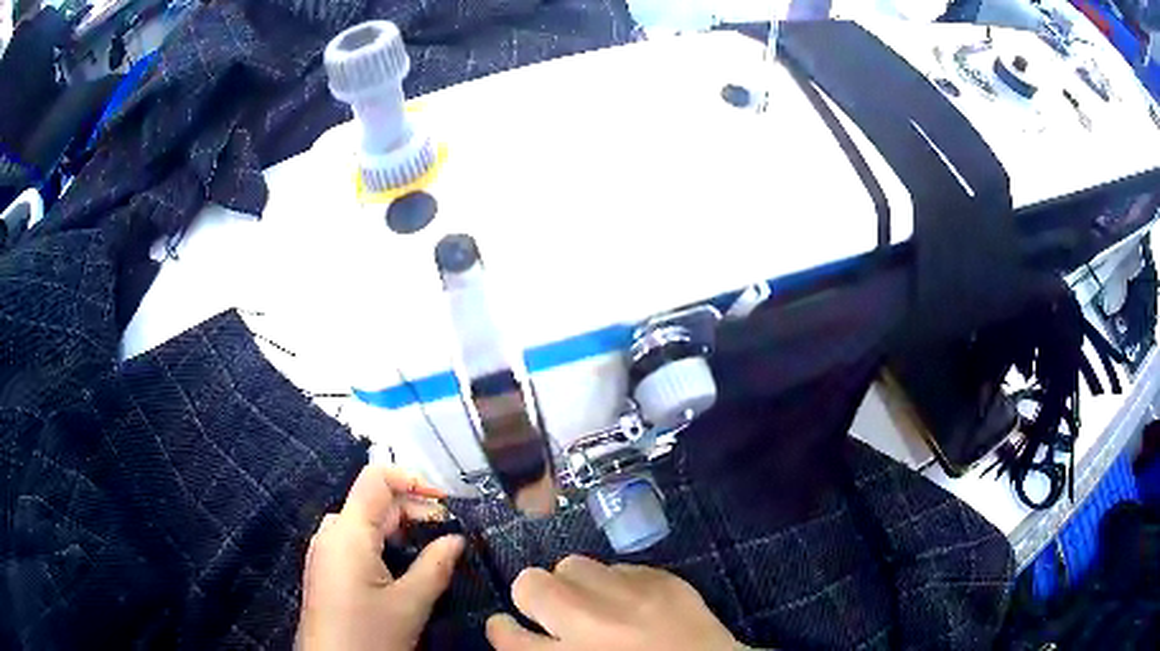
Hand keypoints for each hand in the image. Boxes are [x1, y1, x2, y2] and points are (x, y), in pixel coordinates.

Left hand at [297, 465, 464, 650]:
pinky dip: (383, 543)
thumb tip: (457, 539)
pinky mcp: (326, 568)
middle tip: (449, 534)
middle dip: (413, 511)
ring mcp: (325, 551)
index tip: (446, 502)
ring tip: (430, 550)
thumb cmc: (369, 634)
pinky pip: (355, 541)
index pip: (376, 479)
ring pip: (365, 522)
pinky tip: (402, 566)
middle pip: (373, 501)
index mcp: (348, 533)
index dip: (413, 480)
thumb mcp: (409, 604)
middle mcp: (331, 533)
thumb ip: (436, 566)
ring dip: (400, 529)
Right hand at [486, 555, 740, 650]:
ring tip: (598, 604)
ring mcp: (630, 596)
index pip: (503, 632)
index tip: (513, 628)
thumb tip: (528, 638)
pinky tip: (636, 604)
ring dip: (578, 583)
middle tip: (557, 614)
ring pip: (575, 564)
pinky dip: (620, 584)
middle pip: (530, 583)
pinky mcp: (665, 581)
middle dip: (535, 596)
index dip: (504, 629)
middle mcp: (588, 623)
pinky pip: (621, 567)